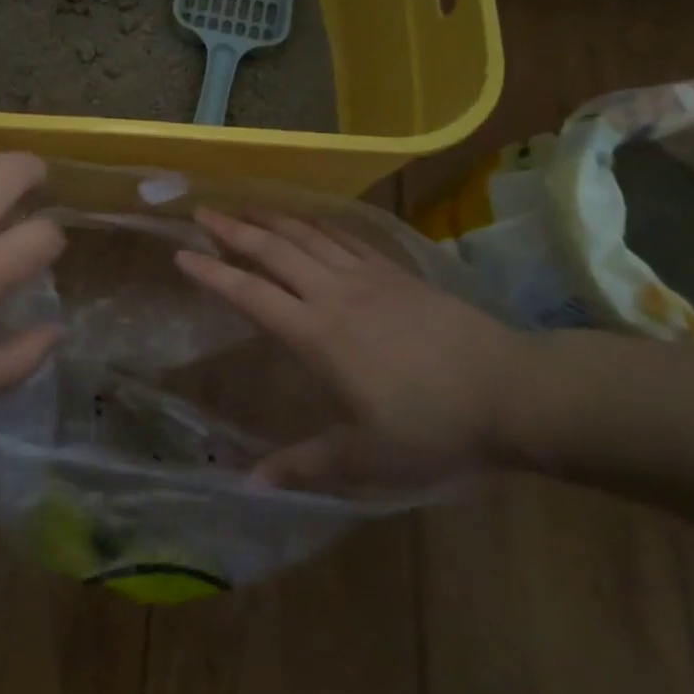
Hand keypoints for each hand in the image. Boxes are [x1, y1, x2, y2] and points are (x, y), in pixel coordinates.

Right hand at [175, 208, 522, 493]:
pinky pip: (347, 238)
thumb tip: (250, 485)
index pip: (250, 294)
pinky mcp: (396, 273)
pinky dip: (319, 225)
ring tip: (246, 207)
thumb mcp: (366, 457)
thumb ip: (306, 464)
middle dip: (233, 230)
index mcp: (316, 334)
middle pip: (272, 251)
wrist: (512, 390)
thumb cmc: (433, 426)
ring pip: (307, 237)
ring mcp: (367, 277)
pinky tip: (310, 221)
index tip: (181, 254)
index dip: (212, 273)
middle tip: (202, 211)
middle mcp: (333, 294)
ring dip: (272, 220)